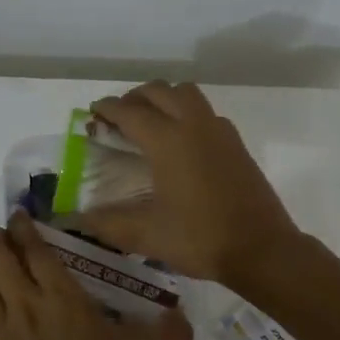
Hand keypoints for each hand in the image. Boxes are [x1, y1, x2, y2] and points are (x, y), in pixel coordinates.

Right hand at [79, 81, 300, 287]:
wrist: (262, 249)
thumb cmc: (201, 239)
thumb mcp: (147, 236)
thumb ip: (108, 223)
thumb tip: (77, 219)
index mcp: (168, 141)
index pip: (130, 112)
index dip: (107, 109)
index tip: (93, 113)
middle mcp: (194, 125)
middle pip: (159, 91)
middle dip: (134, 98)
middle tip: (118, 119)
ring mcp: (220, 131)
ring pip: (186, 94)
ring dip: (163, 99)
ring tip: (149, 123)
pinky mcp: (236, 143)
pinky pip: (205, 112)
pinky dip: (186, 113)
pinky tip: (181, 142)